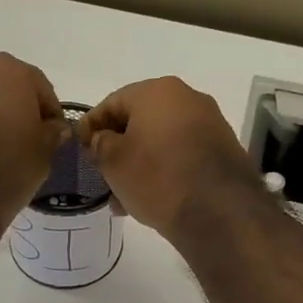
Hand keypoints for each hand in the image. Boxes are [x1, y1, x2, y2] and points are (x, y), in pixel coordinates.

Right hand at [79, 77, 266, 241]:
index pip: (112, 102)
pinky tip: (151, 197)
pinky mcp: (223, 151)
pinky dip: (164, 170)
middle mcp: (188, 99)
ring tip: (123, 197)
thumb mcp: (113, 162)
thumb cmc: (157, 177)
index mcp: (158, 91)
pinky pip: (182, 155)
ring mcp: (210, 124)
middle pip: (140, 121)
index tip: (80, 148)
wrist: (219, 211)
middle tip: (101, 174)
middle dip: (118, 148)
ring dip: (140, 164)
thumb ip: (100, 144)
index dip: (91, 125)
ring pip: (161, 141)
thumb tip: (103, 139)